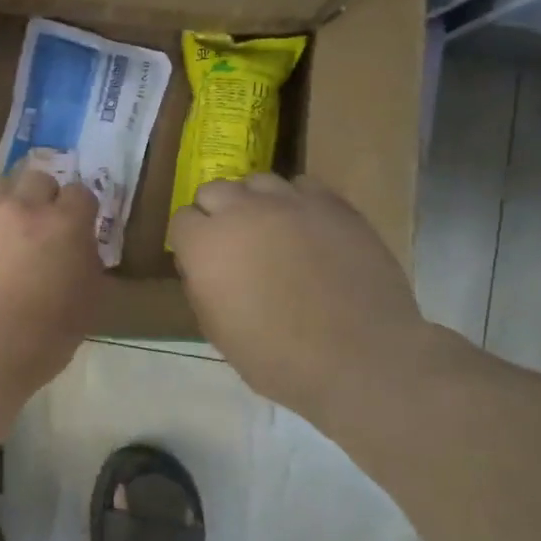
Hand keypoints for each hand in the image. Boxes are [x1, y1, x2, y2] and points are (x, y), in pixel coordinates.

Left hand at [0, 169, 104, 398]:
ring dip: (0, 203)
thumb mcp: (84, 312)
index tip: (70, 232)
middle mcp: (21, 207)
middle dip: (39, 200)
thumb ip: (87, 269)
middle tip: (32, 231)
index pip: (79, 194)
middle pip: (36, 178)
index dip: (76, 212)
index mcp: (64, 227)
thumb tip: (80, 250)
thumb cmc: (35, 346)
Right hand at [169, 174, 442, 418]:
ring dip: (255, 203)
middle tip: (234, 246)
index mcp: (205, 245)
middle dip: (217, 214)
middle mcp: (241, 212)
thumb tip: (204, 267)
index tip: (203, 263)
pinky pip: (302, 186)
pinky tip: (307, 229)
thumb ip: (202, 287)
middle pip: (214, 190)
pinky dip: (296, 202)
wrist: (359, 358)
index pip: (181, 220)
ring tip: (271, 232)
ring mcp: (290, 203)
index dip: (190, 242)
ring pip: (257, 182)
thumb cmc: (277, 357)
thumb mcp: (217, 331)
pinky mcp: (332, 204)